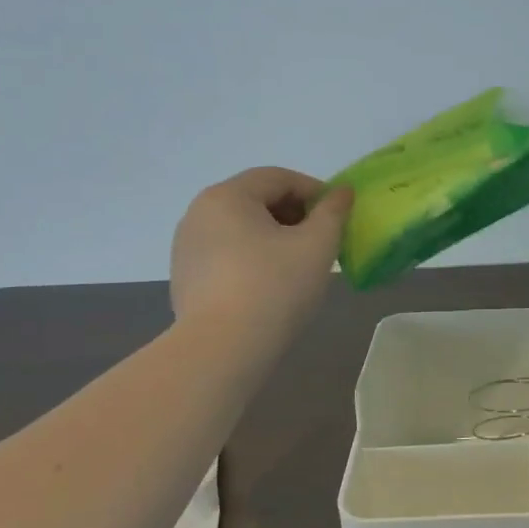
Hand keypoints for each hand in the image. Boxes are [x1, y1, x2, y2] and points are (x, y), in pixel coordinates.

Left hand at [169, 168, 352, 322]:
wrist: (221, 350)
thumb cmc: (275, 287)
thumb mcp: (317, 245)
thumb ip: (333, 212)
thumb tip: (342, 192)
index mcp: (228, 196)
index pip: (278, 177)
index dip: (315, 191)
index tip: (338, 216)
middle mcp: (199, 213)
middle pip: (257, 199)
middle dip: (294, 214)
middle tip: (322, 241)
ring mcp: (187, 246)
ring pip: (241, 228)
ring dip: (274, 236)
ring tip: (299, 265)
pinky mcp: (185, 277)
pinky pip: (226, 253)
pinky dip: (252, 258)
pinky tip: (270, 285)